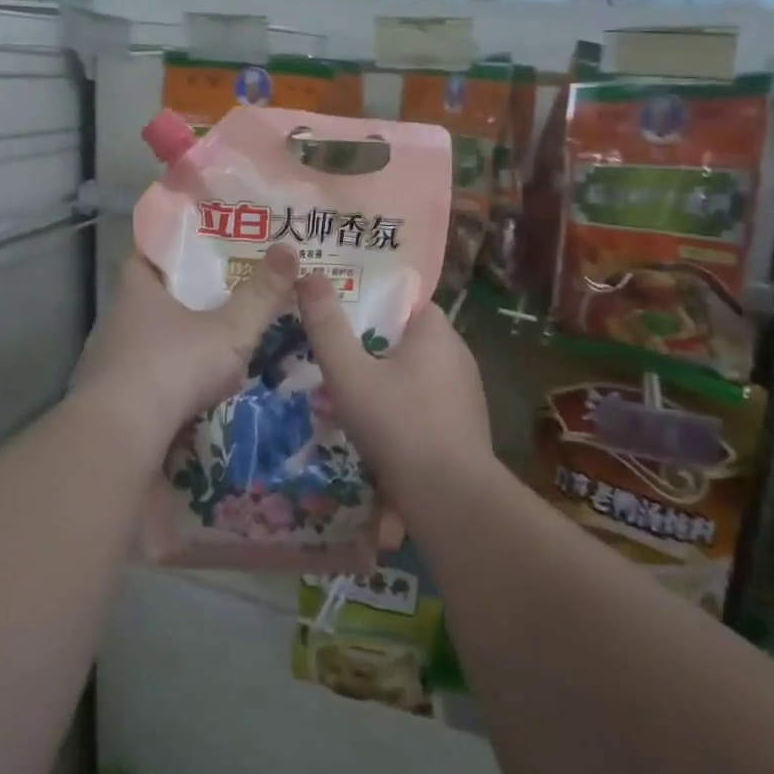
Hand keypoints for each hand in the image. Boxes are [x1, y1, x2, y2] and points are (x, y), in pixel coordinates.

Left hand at [72, 244, 297, 458]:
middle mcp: (118, 321)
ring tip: (220, 343)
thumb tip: (289, 249)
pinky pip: (149, 381)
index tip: (205, 245)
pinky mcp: (115, 403)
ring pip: (152, 342)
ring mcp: (112, 364)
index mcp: (138, 291)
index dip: (175, 246)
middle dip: (186, 297)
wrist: (120, 442)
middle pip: (153, 298)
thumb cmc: (172, 368)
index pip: (149, 253)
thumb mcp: (229, 331)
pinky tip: (200, 392)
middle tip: (227, 293)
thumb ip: (261, 295)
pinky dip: (172, 382)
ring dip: (180, 343)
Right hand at [294, 272, 492, 498]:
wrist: (451, 499)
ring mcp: (464, 392)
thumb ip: (326, 326)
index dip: (367, 302)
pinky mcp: (463, 426)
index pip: (401, 300)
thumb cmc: (398, 425)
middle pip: (403, 338)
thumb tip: (308, 275)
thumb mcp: (349, 373)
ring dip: (382, 381)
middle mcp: (457, 354)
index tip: (335, 313)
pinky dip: (399, 408)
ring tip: (342, 395)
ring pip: (412, 374)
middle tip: (330, 357)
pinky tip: (373, 430)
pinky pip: (423, 404)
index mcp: (436, 331)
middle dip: (368, 346)